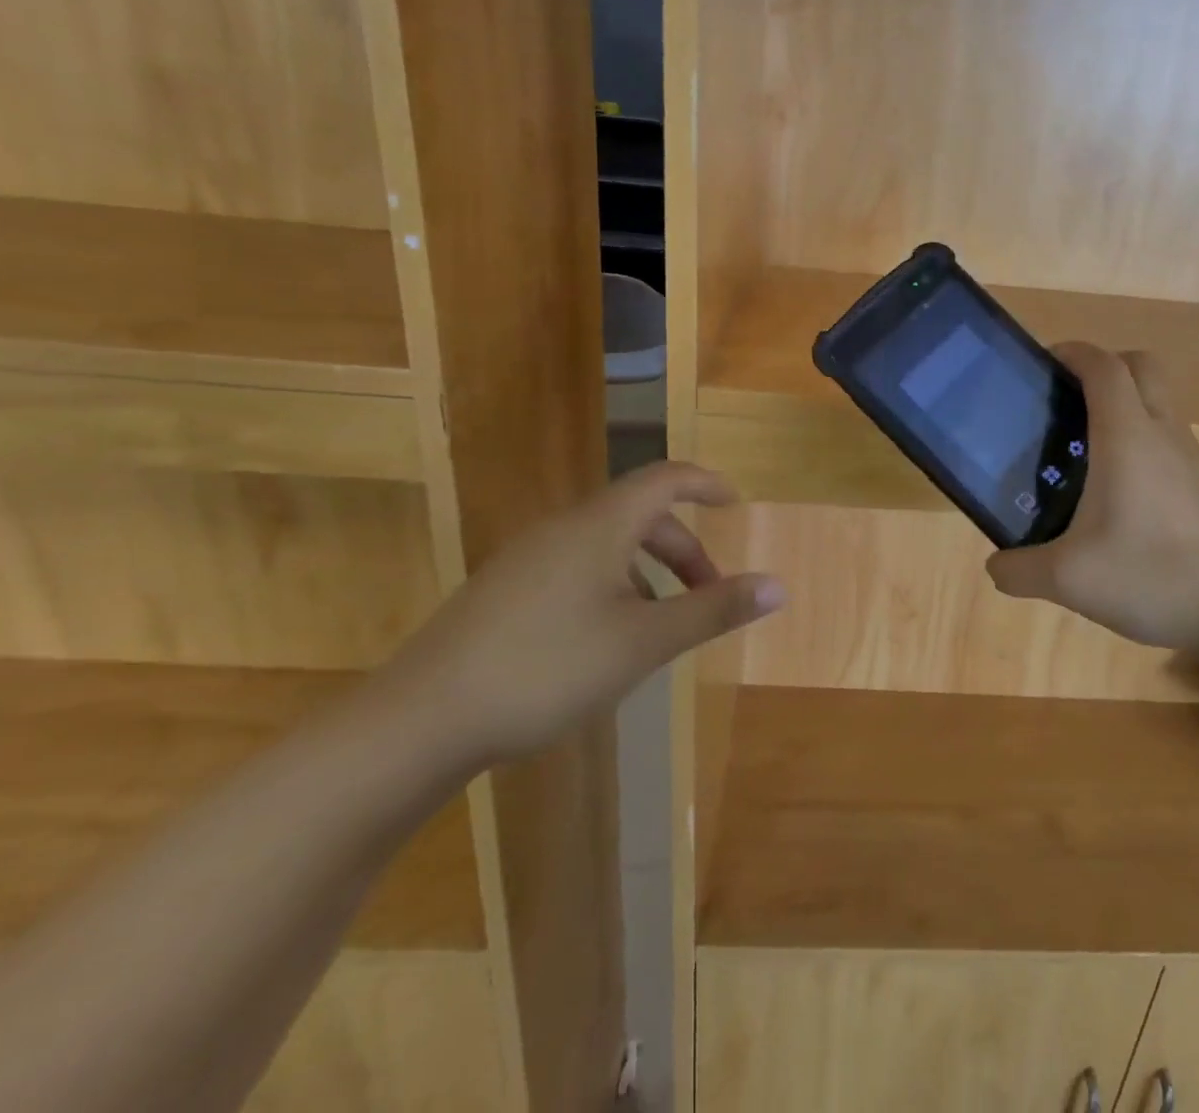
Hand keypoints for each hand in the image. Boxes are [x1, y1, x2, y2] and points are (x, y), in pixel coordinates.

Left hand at [389, 461, 784, 766]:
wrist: (420, 719)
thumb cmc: (547, 668)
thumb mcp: (644, 642)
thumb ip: (712, 610)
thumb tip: (778, 586)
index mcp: (600, 526)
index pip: (665, 478)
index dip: (705, 483)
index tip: (734, 503)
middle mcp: (563, 528)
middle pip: (639, 516)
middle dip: (682, 549)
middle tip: (709, 594)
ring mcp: (527, 559)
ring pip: (607, 546)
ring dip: (648, 572)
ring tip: (662, 625)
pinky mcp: (504, 590)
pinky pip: (576, 568)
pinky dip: (612, 586)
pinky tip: (606, 641)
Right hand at [986, 343, 1198, 663]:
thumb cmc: (1152, 576)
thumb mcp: (1068, 580)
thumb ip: (1020, 570)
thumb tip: (997, 566)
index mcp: (1127, 436)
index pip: (1104, 365)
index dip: (1072, 352)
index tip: (1043, 363)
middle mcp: (1163, 432)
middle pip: (1140, 366)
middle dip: (1103, 367)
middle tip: (1066, 399)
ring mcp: (1191, 456)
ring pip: (1158, 401)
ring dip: (1123, 404)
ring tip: (1083, 449)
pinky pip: (1168, 437)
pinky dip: (1141, 439)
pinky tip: (1118, 492)